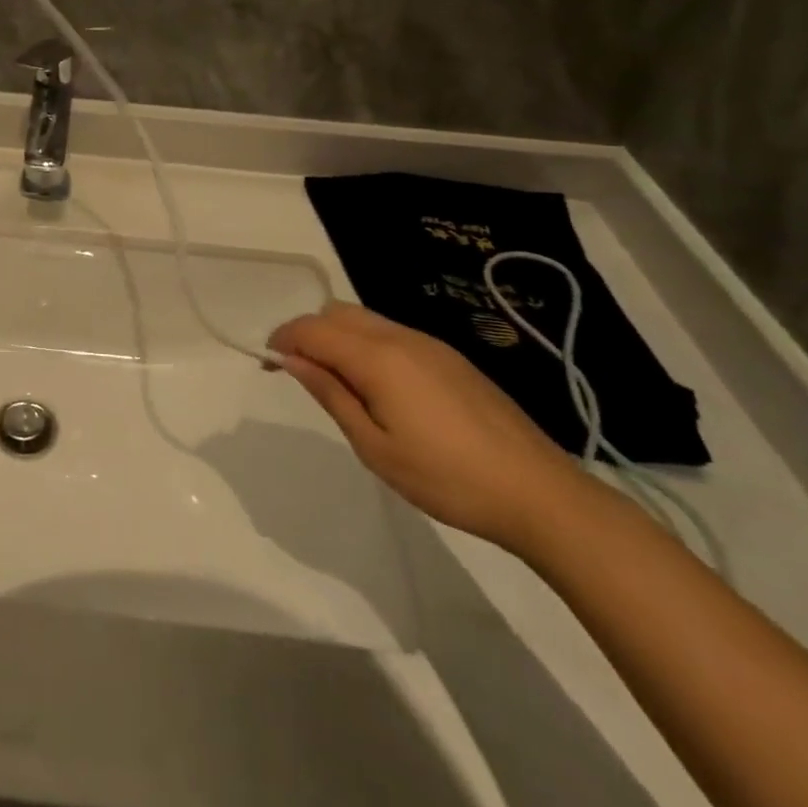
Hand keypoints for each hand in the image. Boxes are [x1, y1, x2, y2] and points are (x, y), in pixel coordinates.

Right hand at [269, 302, 588, 550]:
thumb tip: (292, 360)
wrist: (540, 493)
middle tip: (301, 374)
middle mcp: (401, 336)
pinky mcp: (451, 358)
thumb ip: (331, 394)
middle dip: (308, 333)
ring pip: (365, 319)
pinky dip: (367, 346)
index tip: (267, 365)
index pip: (312, 329)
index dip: (282, 340)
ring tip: (338, 384)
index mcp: (378, 357)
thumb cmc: (446, 478)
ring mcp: (430, 344)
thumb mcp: (375, 446)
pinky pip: (392, 334)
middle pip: (337, 312)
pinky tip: (379, 388)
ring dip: (338, 338)